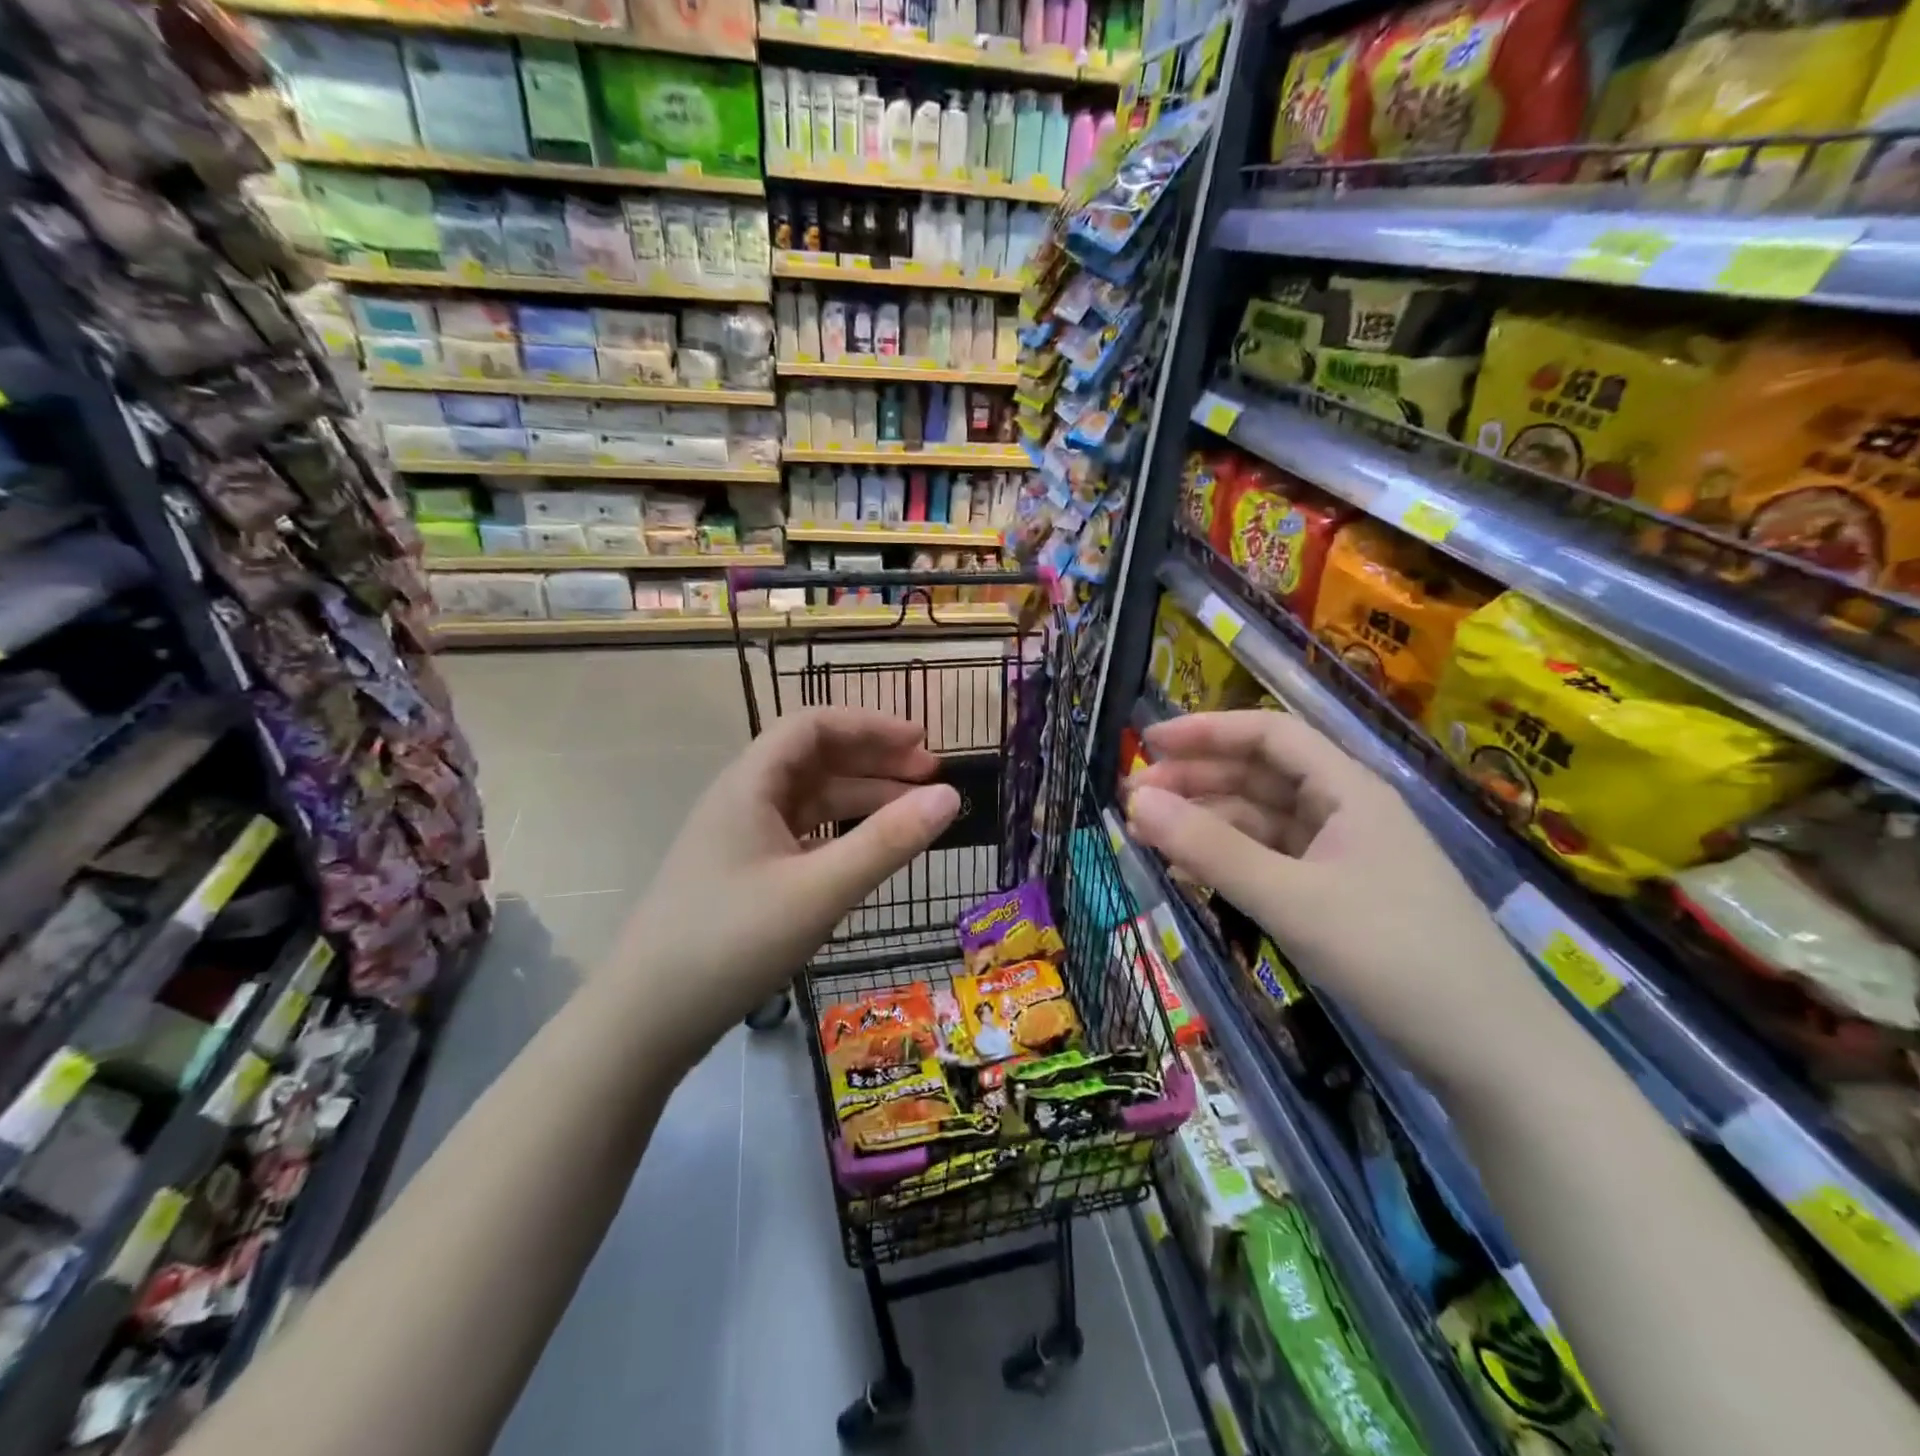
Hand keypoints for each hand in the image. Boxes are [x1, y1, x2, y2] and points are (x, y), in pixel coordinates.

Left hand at [614, 708, 960, 1056]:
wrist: (645, 1020)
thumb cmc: (730, 942)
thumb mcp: (818, 891)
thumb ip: (887, 843)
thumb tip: (951, 796)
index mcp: (750, 784)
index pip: (814, 726)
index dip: (871, 726)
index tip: (922, 744)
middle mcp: (743, 800)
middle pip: (816, 760)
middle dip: (875, 762)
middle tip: (931, 780)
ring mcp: (740, 840)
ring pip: (810, 802)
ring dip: (862, 800)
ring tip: (914, 818)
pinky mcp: (742, 875)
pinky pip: (801, 836)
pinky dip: (840, 835)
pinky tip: (868, 855)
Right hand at [1126, 710, 1548, 1089]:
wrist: (1490, 1052)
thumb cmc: (1393, 956)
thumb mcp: (1291, 899)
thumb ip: (1211, 850)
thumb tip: (1137, 802)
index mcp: (1348, 790)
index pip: (1269, 734)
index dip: (1206, 731)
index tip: (1147, 745)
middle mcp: (1345, 811)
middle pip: (1260, 775)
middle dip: (1196, 780)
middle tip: (1134, 800)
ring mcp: (1343, 855)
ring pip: (1261, 820)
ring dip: (1207, 821)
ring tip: (1149, 834)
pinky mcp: (1338, 896)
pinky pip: (1271, 860)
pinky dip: (1229, 859)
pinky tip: (1192, 870)